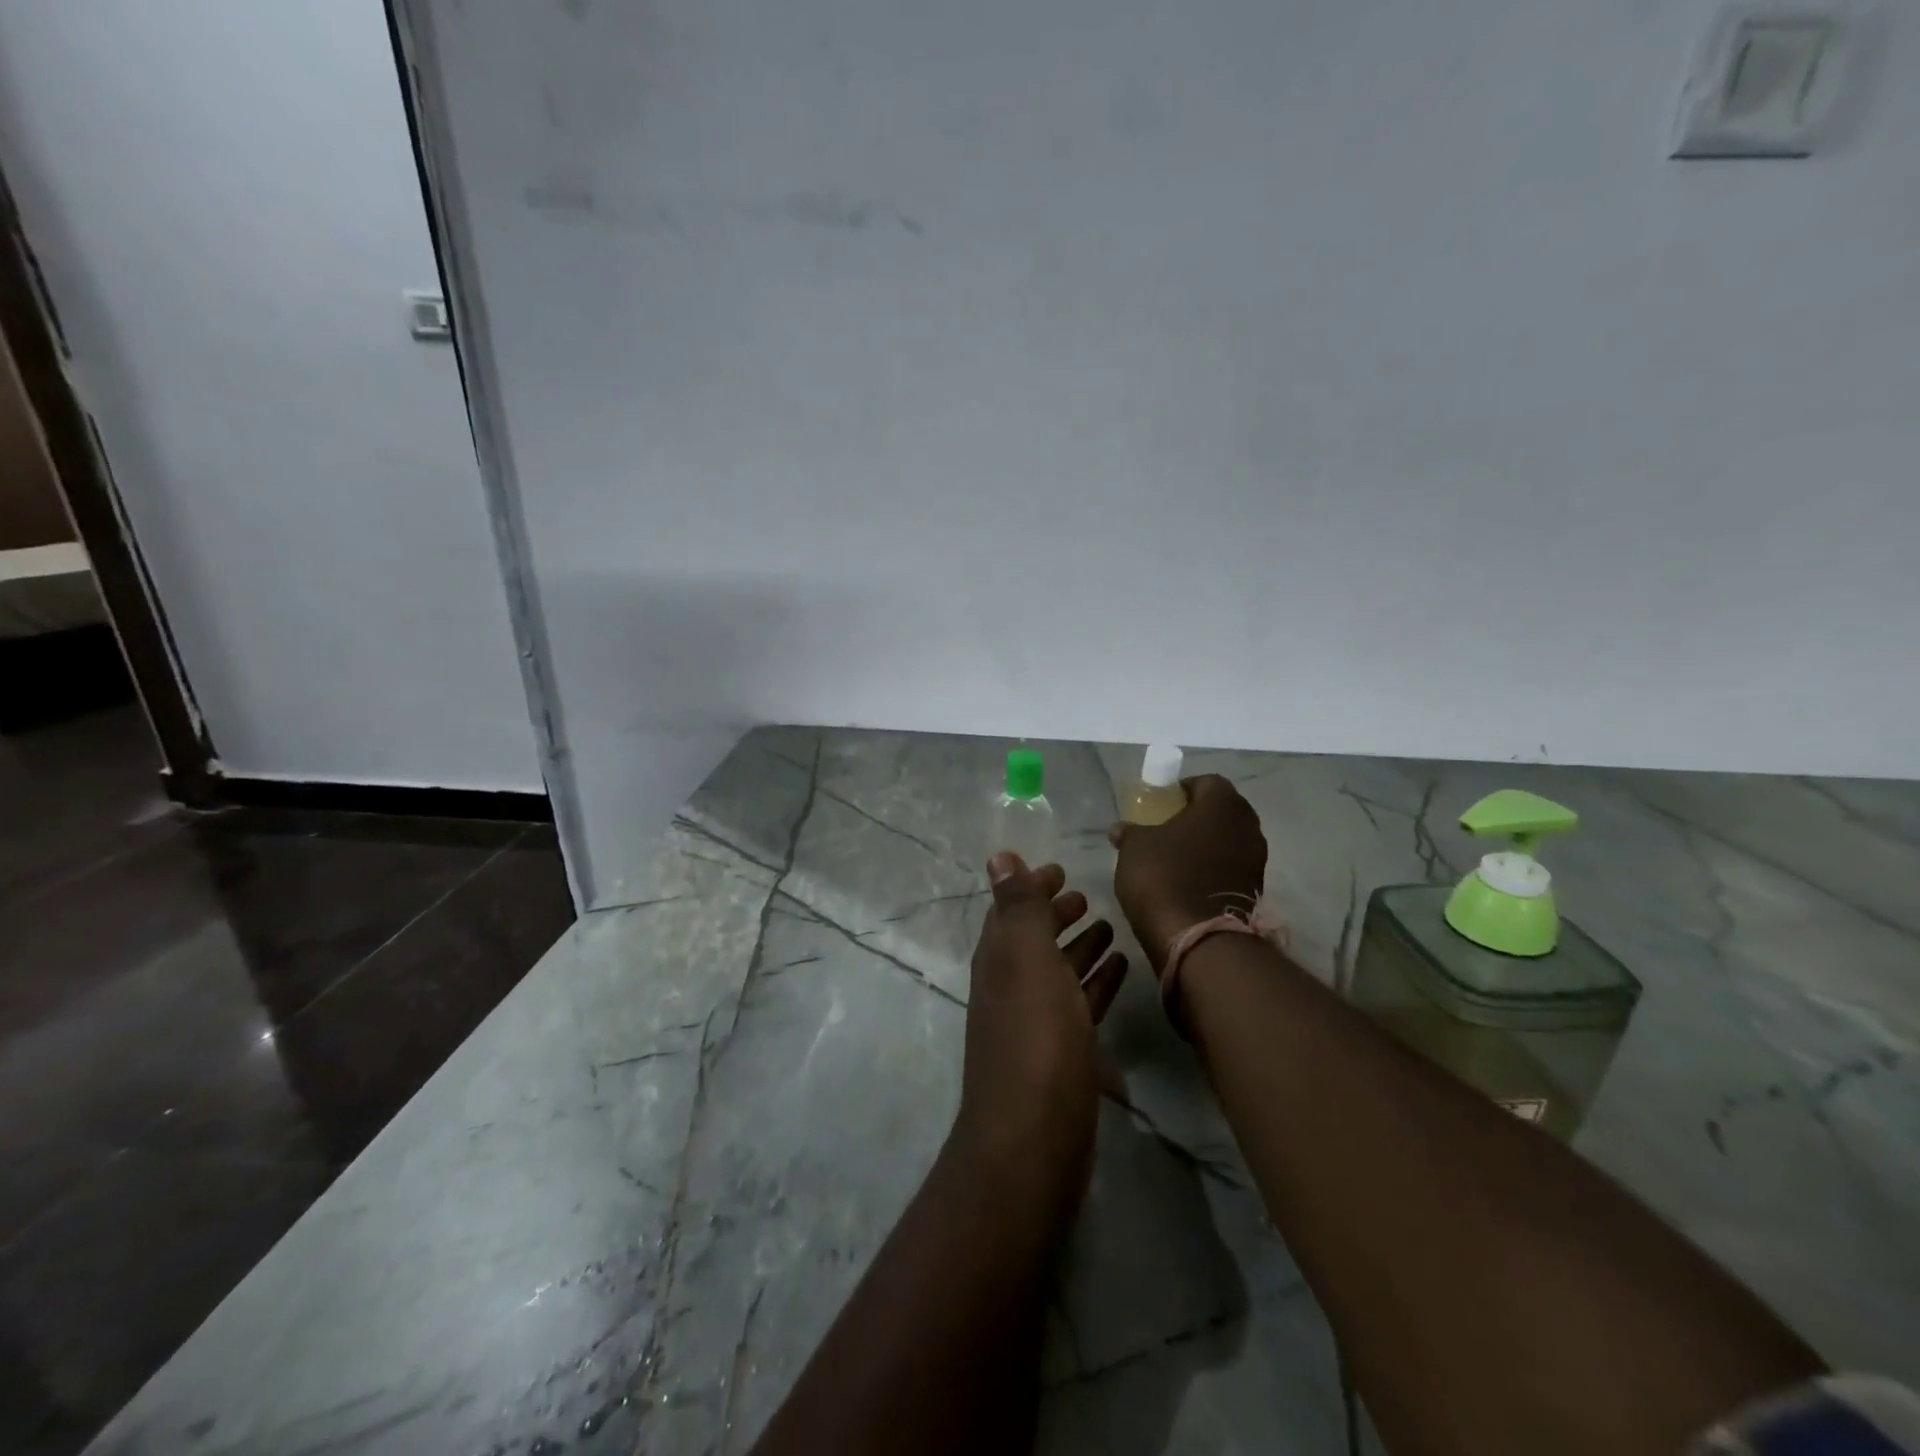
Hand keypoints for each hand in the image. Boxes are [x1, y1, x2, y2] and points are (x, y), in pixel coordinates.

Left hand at [953, 854, 1128, 1220]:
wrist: (1033, 1142)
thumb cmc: (1035, 1039)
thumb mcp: (1026, 961)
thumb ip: (1017, 908)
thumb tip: (998, 855)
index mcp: (998, 960)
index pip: (1011, 910)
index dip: (1032, 887)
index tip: (1061, 870)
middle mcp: (1011, 986)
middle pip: (1034, 940)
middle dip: (1056, 915)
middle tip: (1086, 897)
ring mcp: (1035, 1023)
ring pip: (1057, 972)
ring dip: (1079, 947)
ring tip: (1109, 927)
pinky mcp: (1061, 1054)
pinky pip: (1078, 1005)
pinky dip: (1095, 984)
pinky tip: (1120, 971)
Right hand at [1109, 774, 1267, 973]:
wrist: (1197, 939)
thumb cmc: (1163, 876)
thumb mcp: (1134, 848)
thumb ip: (1130, 832)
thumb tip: (1120, 829)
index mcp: (1222, 804)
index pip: (1207, 782)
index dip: (1183, 789)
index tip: (1162, 803)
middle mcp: (1248, 826)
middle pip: (1222, 811)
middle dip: (1198, 817)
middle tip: (1168, 828)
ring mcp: (1256, 860)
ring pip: (1229, 840)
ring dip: (1207, 845)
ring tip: (1175, 858)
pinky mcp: (1255, 890)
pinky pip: (1231, 868)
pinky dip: (1213, 870)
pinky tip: (1187, 882)